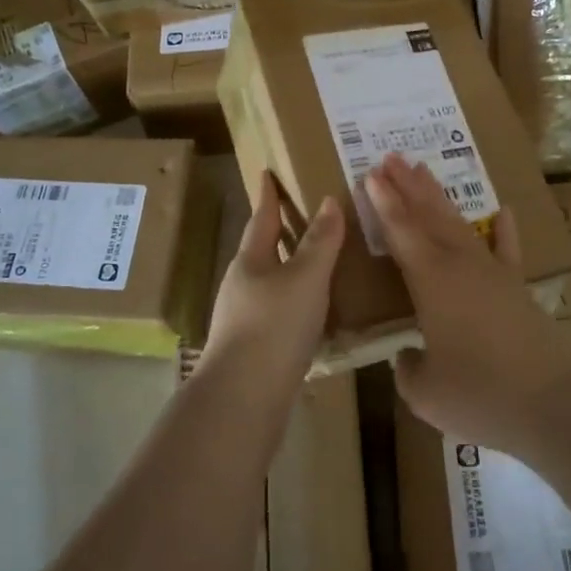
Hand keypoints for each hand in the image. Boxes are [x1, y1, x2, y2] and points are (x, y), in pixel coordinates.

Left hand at [201, 172, 343, 389]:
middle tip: (304, 217)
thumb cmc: (274, 326)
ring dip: (290, 271)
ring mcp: (243, 319)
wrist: (244, 397)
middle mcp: (242, 286)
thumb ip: (320, 242)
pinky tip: (315, 316)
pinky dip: (296, 304)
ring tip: (318, 265)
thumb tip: (328, 201)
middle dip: (280, 233)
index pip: (261, 219)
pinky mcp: (253, 348)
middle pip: (262, 251)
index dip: (268, 196)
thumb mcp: (305, 278)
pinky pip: (278, 314)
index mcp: (250, 262)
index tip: (267, 173)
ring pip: (270, 284)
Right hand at [365, 154, 570, 453]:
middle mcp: (460, 266)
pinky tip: (503, 211)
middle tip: (390, 157)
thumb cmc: (480, 395)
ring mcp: (494, 273)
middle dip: (407, 186)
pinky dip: (504, 230)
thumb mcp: (425, 392)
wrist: (554, 404)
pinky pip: (508, 250)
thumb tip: (407, 357)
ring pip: (460, 225)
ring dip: (439, 197)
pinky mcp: (519, 289)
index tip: (370, 174)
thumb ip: (408, 369)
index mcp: (431, 282)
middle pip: (429, 216)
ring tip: (423, 169)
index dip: (384, 203)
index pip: (401, 232)